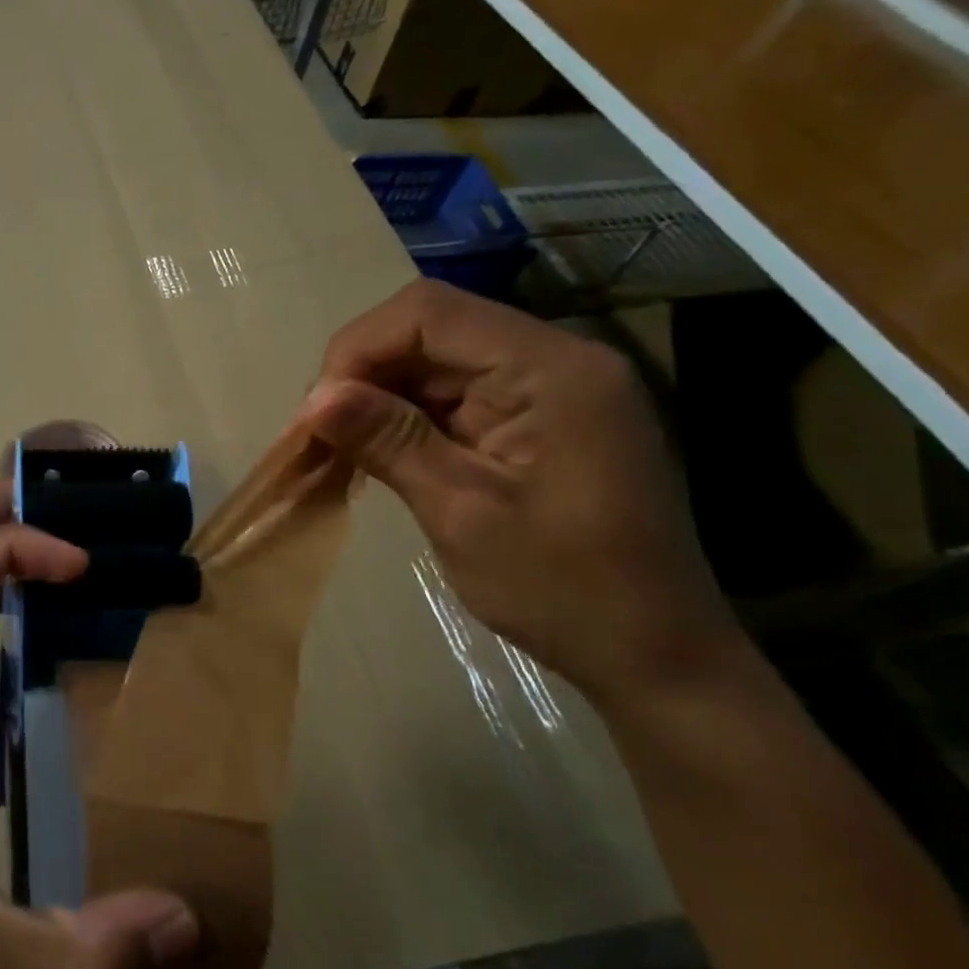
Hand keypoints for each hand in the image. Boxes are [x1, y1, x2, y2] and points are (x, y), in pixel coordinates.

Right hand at [299, 280, 736, 706]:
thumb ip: (388, 440)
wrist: (654, 656)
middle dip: (364, 371)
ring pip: (436, 358)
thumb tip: (313, 398)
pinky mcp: (539, 415)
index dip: (358, 348)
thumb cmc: (562, 589)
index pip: (429, 312)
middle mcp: (555, 359)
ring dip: (380, 394)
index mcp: (551, 369)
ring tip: (340, 445)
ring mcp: (550, 386)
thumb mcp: (461, 512)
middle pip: (431, 328)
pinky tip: (381, 452)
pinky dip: (408, 415)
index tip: (318, 410)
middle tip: (320, 431)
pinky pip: (457, 391)